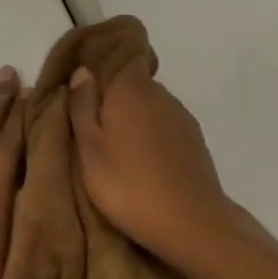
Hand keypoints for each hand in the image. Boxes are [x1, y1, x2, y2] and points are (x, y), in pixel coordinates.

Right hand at [66, 60, 233, 264]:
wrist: (191, 221)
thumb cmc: (128, 185)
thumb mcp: (90, 150)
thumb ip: (83, 108)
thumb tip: (83, 71)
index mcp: (131, 90)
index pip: (120, 56)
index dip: (102, 64)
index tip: (84, 85)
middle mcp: (160, 94)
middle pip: (133, 83)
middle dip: (113, 97)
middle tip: (91, 125)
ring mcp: (181, 117)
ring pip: (150, 106)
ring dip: (133, 118)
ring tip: (115, 148)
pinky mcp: (194, 140)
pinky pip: (164, 125)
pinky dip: (151, 135)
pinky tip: (141, 161)